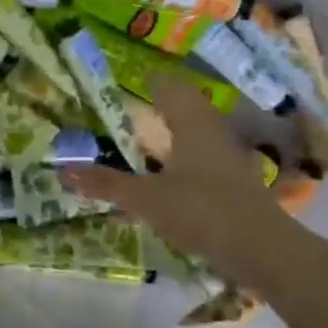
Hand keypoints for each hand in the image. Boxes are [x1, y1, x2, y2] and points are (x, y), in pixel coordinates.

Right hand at [63, 76, 316, 291]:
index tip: (130, 76)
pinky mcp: (235, 184)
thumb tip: (64, 170)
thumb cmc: (201, 210)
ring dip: (172, 133)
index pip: (169, 86)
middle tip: (132, 106)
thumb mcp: (146, 199)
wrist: (263, 251)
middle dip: (160, 105)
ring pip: (196, 134)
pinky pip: (202, 159)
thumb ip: (107, 184)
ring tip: (146, 139)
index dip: (150, 79)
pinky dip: (182, 160)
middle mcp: (212, 132)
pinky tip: (168, 176)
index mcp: (192, 122)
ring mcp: (228, 158)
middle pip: (185, 107)